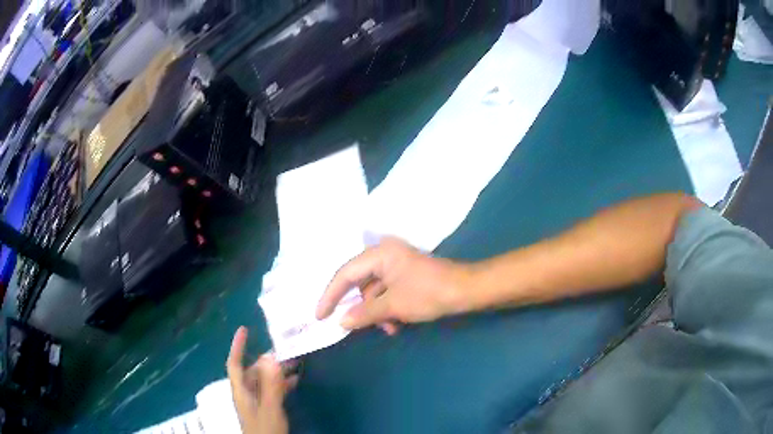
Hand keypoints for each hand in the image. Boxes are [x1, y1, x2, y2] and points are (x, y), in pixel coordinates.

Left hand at [227, 327, 296, 433]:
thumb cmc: (265, 429)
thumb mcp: (269, 407)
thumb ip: (270, 384)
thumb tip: (271, 356)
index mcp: (241, 391)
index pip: (234, 363)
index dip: (237, 346)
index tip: (244, 329)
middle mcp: (246, 393)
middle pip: (253, 371)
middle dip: (268, 360)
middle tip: (287, 351)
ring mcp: (256, 402)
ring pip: (264, 380)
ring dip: (277, 372)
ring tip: (296, 364)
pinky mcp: (265, 409)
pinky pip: (271, 390)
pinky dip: (282, 383)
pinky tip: (295, 382)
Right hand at [316, 237, 472, 332]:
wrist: (466, 291)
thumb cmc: (429, 294)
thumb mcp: (393, 306)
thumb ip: (363, 313)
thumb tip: (341, 322)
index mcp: (379, 253)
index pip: (345, 274)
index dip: (330, 295)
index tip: (319, 316)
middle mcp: (384, 254)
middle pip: (359, 282)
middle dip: (359, 307)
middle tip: (348, 325)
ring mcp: (395, 264)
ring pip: (373, 290)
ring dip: (377, 311)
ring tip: (388, 328)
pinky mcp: (405, 275)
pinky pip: (386, 292)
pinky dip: (387, 308)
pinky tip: (395, 325)